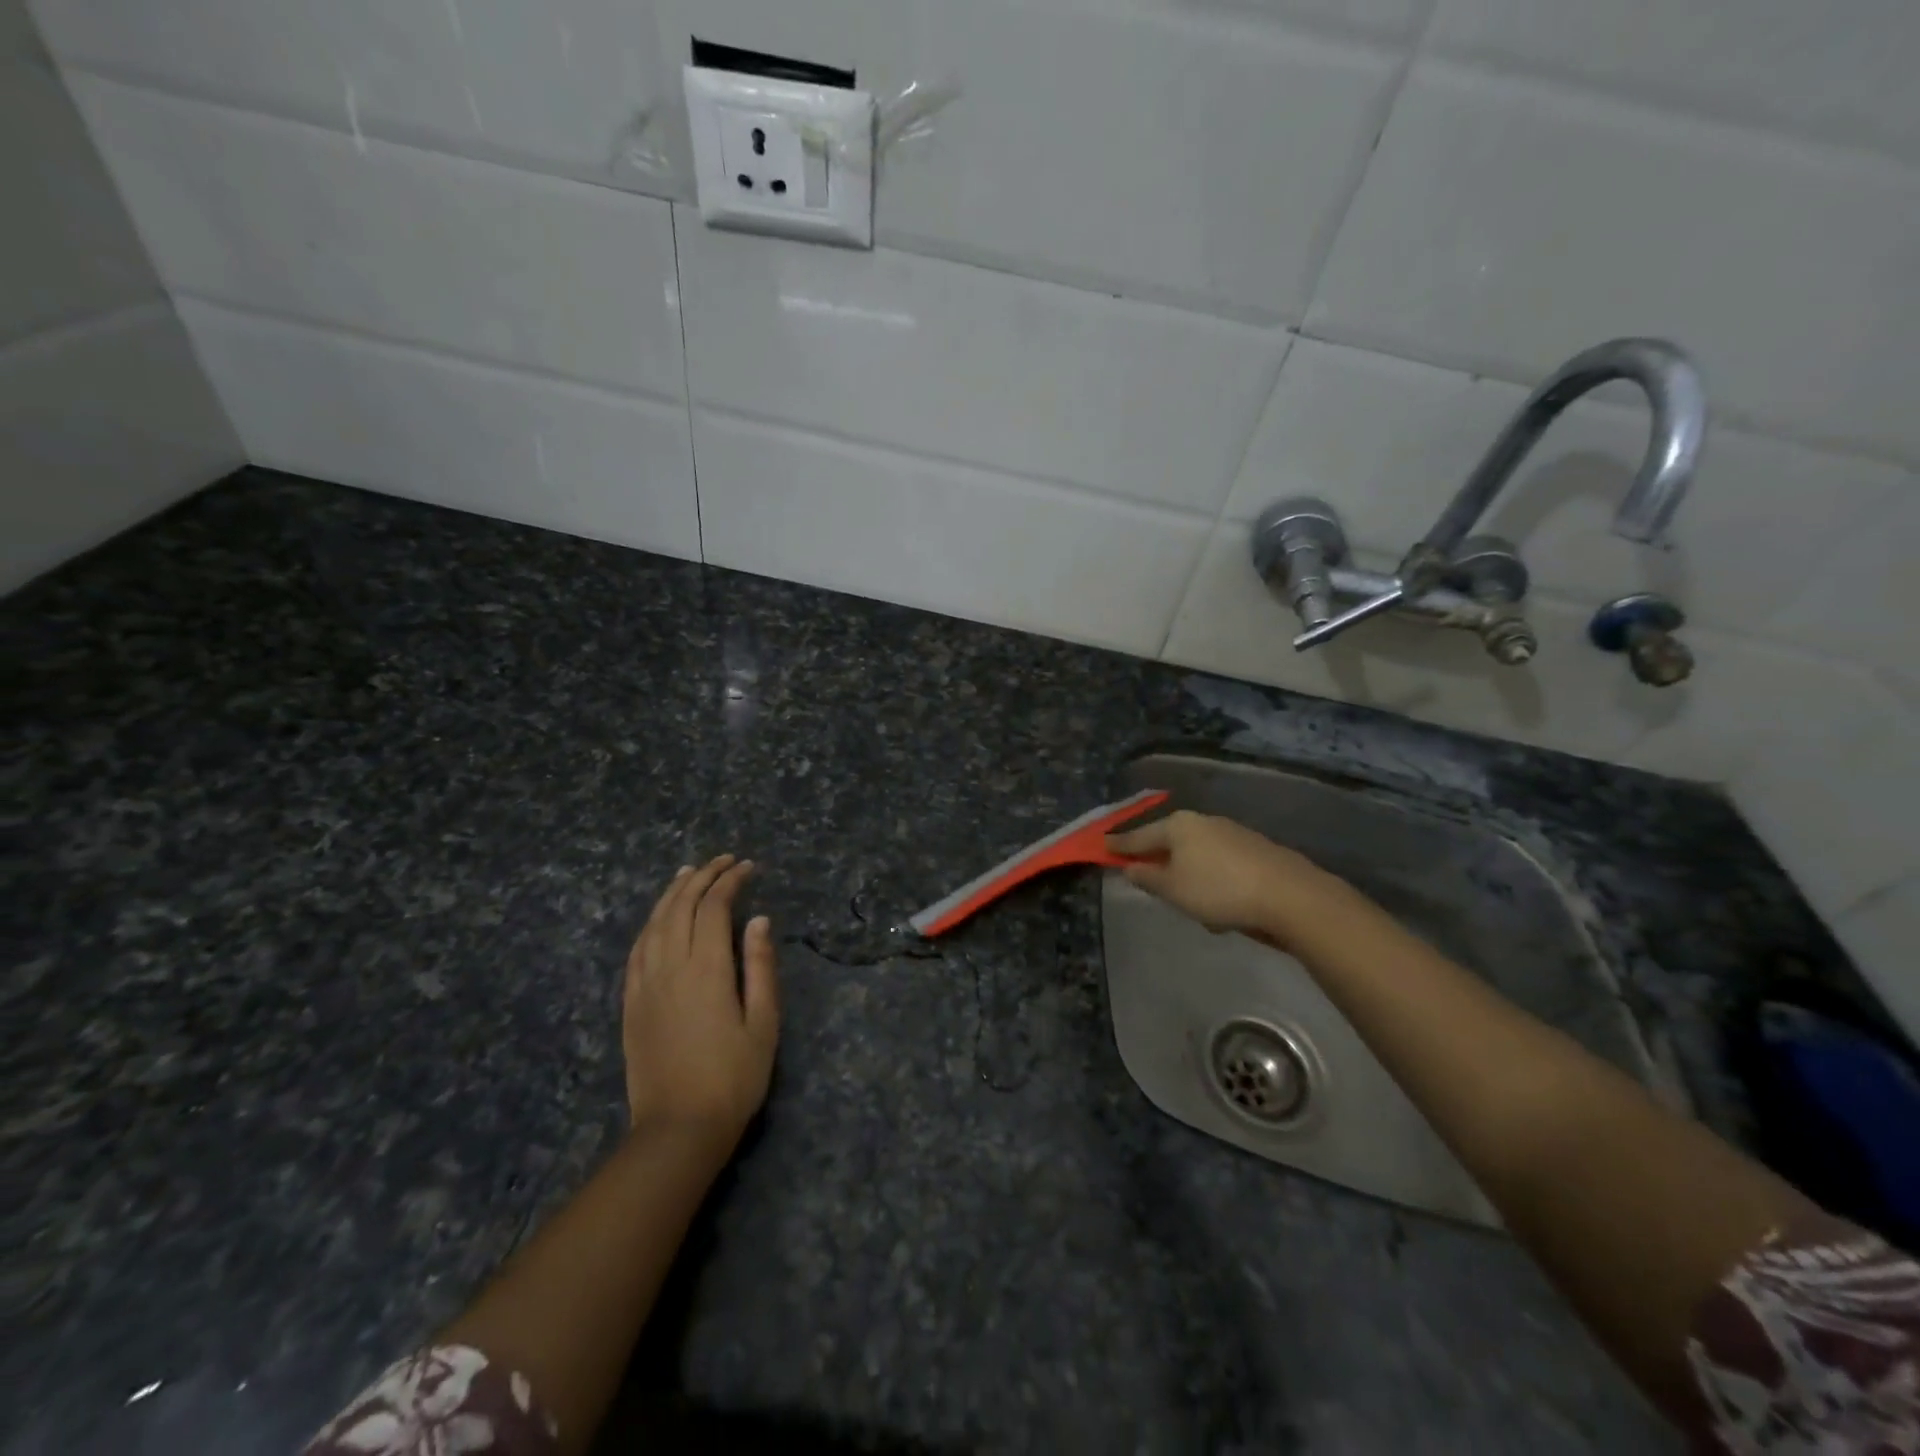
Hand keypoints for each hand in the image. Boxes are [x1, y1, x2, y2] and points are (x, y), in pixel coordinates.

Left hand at [623, 855, 779, 1141]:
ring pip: (654, 922)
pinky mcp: (631, 1002)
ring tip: (688, 873)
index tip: (749, 867)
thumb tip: (759, 920)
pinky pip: (636, 949)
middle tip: (723, 861)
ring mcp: (645, 984)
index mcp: (707, 969)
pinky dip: (650, 923)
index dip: (731, 881)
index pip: (715, 907)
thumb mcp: (764, 1023)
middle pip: (681, 906)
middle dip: (702, 877)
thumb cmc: (734, 1078)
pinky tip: (659, 918)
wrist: (678, 1129)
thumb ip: (761, 967)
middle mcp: (670, 966)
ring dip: (672, 893)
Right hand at [1106, 809, 1346, 950]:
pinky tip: (1219, 904)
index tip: (1103, 846)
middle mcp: (1204, 822)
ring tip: (1187, 900)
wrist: (1290, 896)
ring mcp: (1232, 833)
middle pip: (1170, 840)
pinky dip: (1212, 879)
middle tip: (1144, 873)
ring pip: (1197, 853)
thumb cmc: (1219, 891)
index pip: (1139, 836)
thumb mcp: (1173, 889)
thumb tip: (1130, 866)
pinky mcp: (1255, 850)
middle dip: (1158, 857)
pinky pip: (1220, 864)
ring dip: (1188, 872)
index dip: (1120, 844)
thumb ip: (1147, 877)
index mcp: (1178, 826)